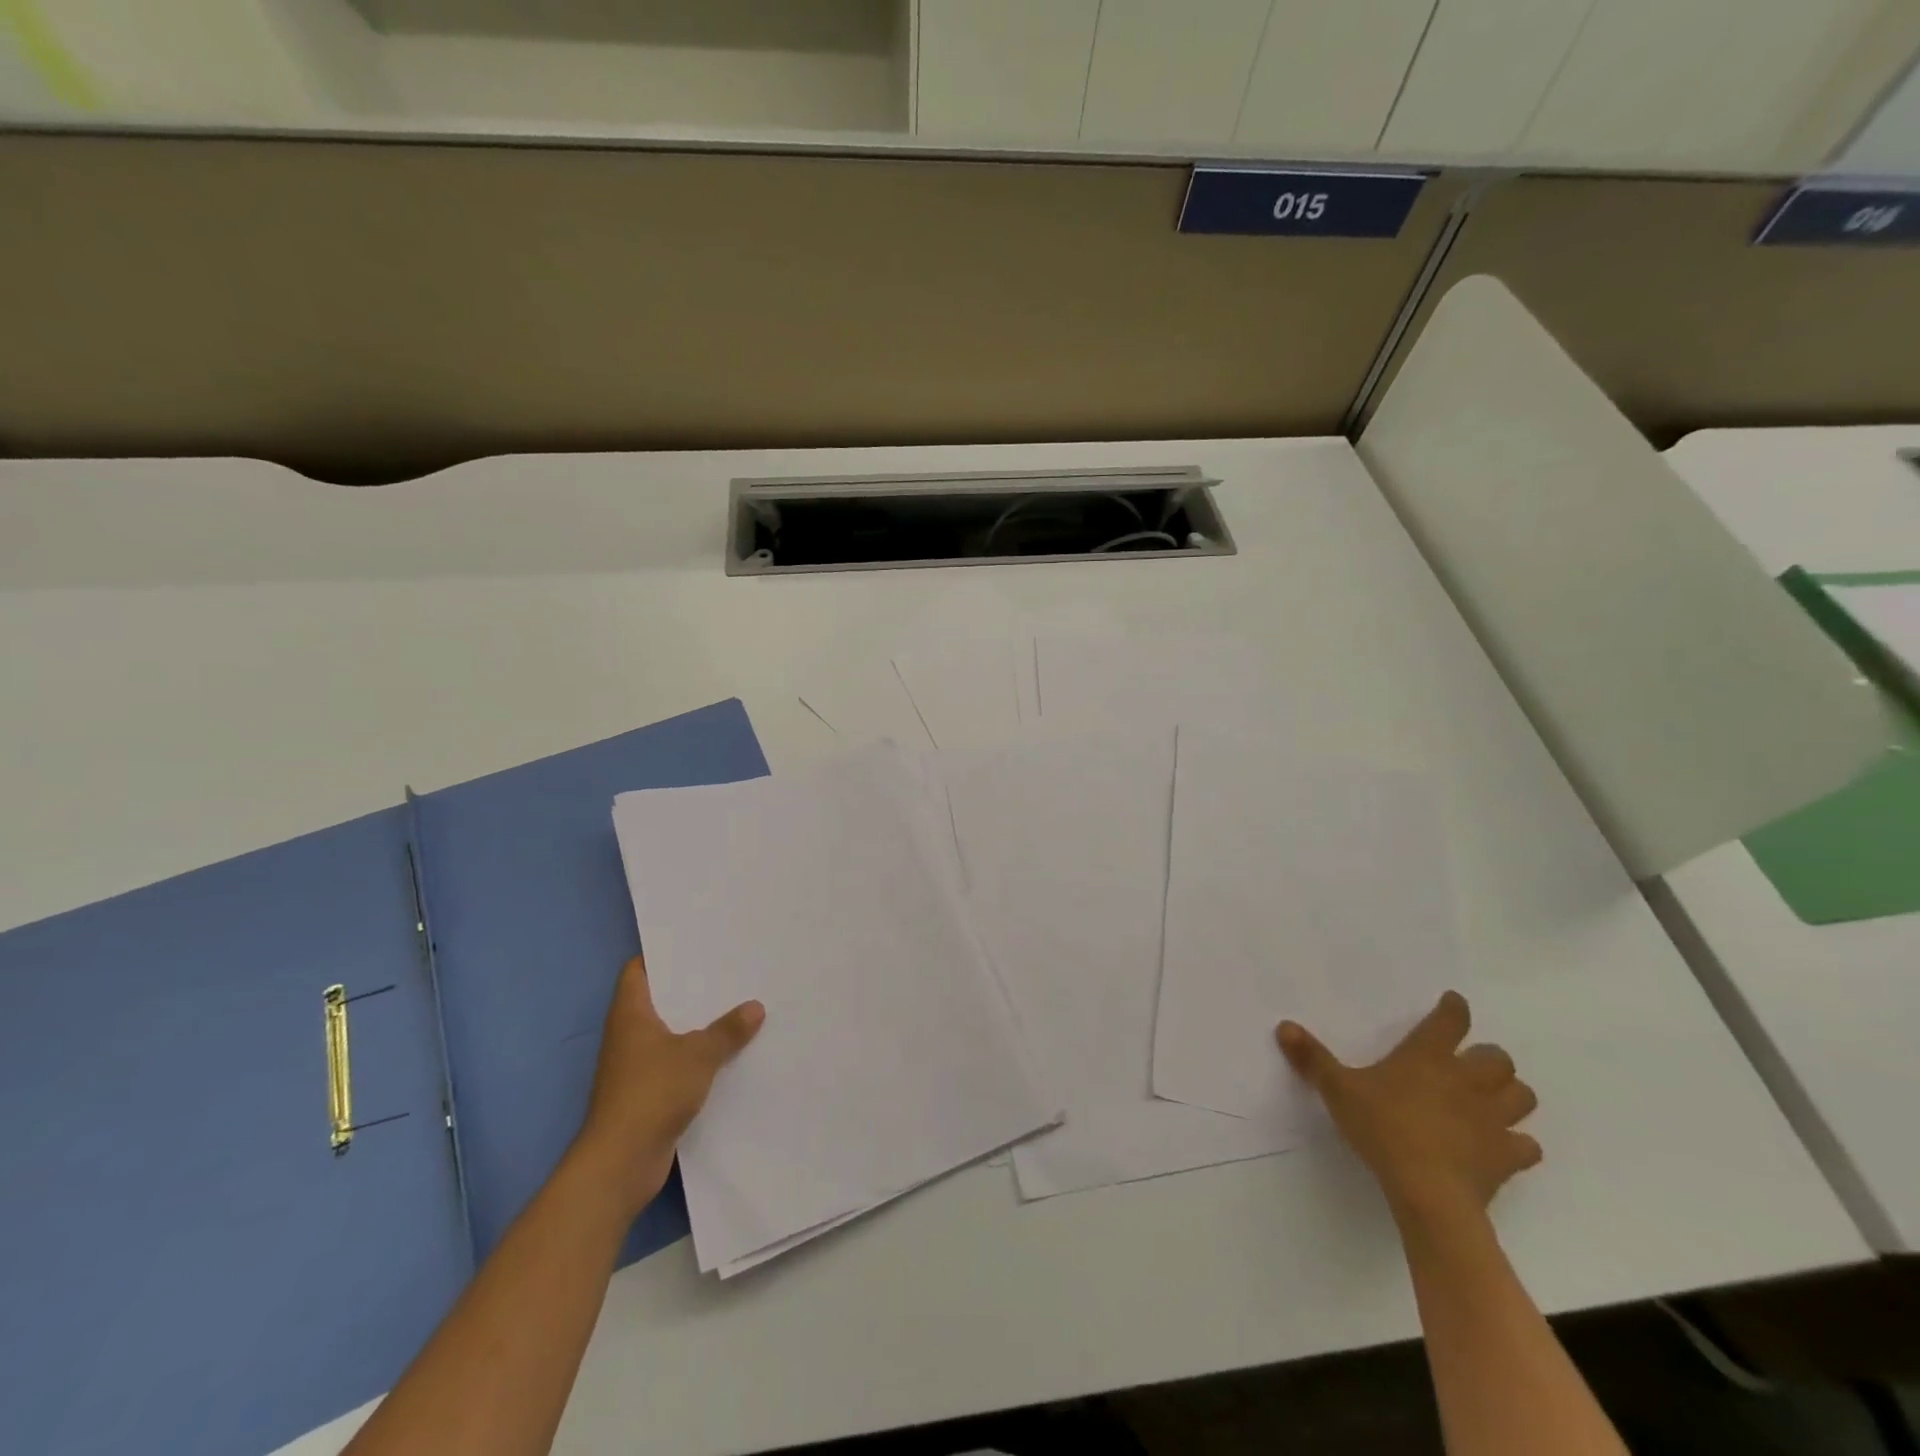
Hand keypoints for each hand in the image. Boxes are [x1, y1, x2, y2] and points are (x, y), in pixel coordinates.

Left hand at [571, 956, 764, 1219]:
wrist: (620, 1163)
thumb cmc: (652, 1093)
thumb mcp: (698, 1055)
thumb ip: (727, 1030)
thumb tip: (755, 1007)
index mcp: (630, 1014)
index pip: (638, 970)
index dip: (662, 955)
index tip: (696, 944)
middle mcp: (628, 1035)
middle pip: (659, 1000)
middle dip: (690, 989)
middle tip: (729, 971)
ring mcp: (635, 1066)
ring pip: (670, 1032)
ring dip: (697, 1024)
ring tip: (736, 1006)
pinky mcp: (646, 1093)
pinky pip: (675, 1062)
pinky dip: (697, 1055)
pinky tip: (727, 1052)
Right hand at [1276, 991, 1538, 1226]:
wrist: (1428, 1191)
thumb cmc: (1383, 1128)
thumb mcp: (1338, 1090)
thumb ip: (1313, 1058)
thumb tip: (1284, 1025)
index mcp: (1428, 1057)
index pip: (1450, 1021)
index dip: (1454, 1009)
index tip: (1454, 1003)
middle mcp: (1467, 1080)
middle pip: (1498, 1059)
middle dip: (1488, 1058)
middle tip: (1470, 1063)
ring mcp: (1493, 1119)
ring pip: (1521, 1096)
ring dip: (1510, 1094)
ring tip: (1492, 1100)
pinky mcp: (1507, 1157)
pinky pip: (1526, 1145)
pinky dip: (1518, 1143)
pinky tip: (1502, 1146)